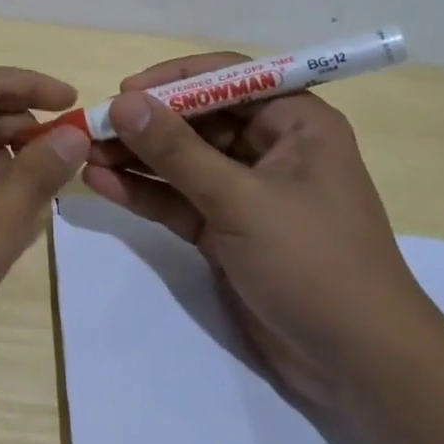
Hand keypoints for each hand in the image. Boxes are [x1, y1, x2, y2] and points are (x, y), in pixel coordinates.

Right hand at [79, 53, 443, 408]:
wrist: (358, 365)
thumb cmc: (313, 263)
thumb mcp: (240, 201)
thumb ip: (177, 151)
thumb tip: (122, 103)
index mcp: (295, 123)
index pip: (227, 79)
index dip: (174, 80)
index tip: (124, 92)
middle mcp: (270, 148)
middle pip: (197, 120)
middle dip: (145, 124)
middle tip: (91, 128)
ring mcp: (246, 191)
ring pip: (182, 161)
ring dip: (136, 158)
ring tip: (85, 154)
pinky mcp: (226, 230)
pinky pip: (179, 199)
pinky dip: (144, 193)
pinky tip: (102, 184)